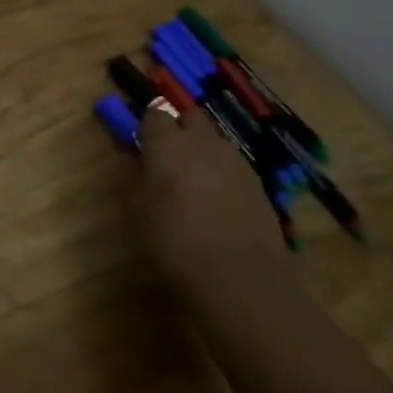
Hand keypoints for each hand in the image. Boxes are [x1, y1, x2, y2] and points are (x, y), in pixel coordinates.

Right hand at [134, 107, 292, 296]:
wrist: (239, 278)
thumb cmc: (173, 242)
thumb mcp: (138, 211)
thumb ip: (135, 177)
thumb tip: (133, 158)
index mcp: (168, 143)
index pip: (154, 114)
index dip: (146, 126)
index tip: (140, 142)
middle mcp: (204, 142)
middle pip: (190, 118)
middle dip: (178, 129)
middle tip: (166, 156)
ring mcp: (236, 162)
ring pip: (215, 141)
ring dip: (201, 151)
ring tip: (192, 181)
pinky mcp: (259, 185)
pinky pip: (233, 166)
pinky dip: (221, 174)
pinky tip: (216, 202)